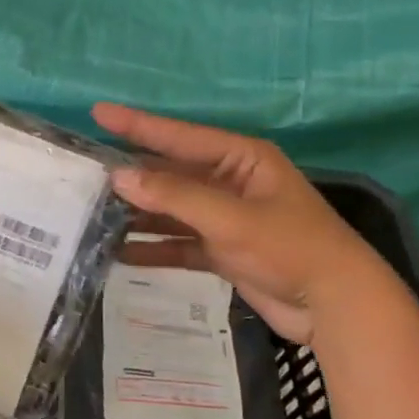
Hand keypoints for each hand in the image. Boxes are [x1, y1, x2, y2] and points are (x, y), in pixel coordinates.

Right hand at [92, 102, 385, 343]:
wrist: (335, 305)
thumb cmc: (289, 248)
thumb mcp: (230, 219)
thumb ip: (174, 197)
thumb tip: (118, 177)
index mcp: (240, 159)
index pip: (179, 136)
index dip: (137, 125)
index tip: (98, 113)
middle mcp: (229, 182)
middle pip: (170, 174)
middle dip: (131, 177)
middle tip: (84, 175)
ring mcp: (225, 218)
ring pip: (170, 211)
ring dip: (137, 215)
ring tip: (91, 215)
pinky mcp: (222, 251)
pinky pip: (178, 243)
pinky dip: (153, 248)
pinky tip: (120, 254)